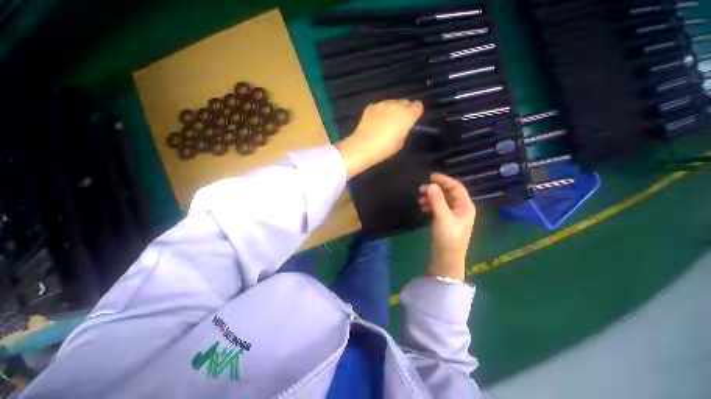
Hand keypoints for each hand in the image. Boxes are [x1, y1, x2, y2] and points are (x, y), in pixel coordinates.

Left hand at [336, 99, 423, 177]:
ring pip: (391, 103)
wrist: (363, 146)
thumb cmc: (384, 148)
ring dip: (391, 110)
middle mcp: (397, 105)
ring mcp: (383, 104)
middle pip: (405, 102)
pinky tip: (374, 123)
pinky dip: (379, 112)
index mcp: (407, 115)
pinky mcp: (371, 106)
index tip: (411, 120)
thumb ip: (404, 131)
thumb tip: (401, 127)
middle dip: (404, 110)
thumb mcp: (400, 143)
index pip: (418, 106)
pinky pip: (380, 107)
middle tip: (397, 122)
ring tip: (384, 123)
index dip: (415, 113)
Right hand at [419, 173, 475, 280]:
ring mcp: (453, 215)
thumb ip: (437, 201)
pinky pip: (438, 207)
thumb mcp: (442, 218)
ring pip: (442, 200)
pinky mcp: (445, 220)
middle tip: (421, 188)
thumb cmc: (448, 238)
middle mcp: (461, 208)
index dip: (444, 180)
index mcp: (465, 206)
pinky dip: (430, 205)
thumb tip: (430, 185)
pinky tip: (423, 207)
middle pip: (448, 193)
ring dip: (431, 197)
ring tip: (420, 199)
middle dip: (435, 189)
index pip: (456, 187)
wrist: (446, 258)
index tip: (430, 176)